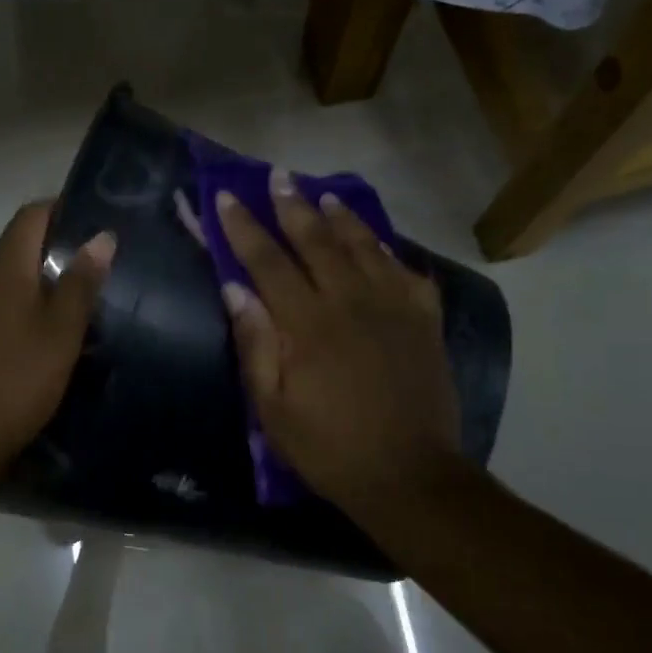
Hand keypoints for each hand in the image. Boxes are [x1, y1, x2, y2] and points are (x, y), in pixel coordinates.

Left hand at [0, 201, 114, 483]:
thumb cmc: (16, 380)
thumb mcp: (61, 332)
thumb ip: (81, 283)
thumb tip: (102, 236)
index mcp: (2, 269)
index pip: (30, 216)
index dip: (63, 209)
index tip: (97, 221)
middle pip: (20, 248)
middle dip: (60, 251)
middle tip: (102, 269)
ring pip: (11, 283)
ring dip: (45, 286)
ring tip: (85, 306)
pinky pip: (0, 310)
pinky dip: (27, 312)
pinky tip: (51, 340)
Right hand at [216, 169, 463, 524]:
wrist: (409, 475)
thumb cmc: (329, 447)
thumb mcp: (273, 408)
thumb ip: (255, 344)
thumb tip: (235, 290)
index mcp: (309, 324)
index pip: (268, 262)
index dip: (244, 228)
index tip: (226, 198)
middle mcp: (352, 302)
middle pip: (318, 242)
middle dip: (292, 207)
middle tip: (278, 176)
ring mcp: (395, 308)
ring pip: (365, 247)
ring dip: (341, 217)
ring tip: (324, 195)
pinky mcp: (425, 322)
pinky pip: (407, 272)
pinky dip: (389, 251)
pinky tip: (380, 244)